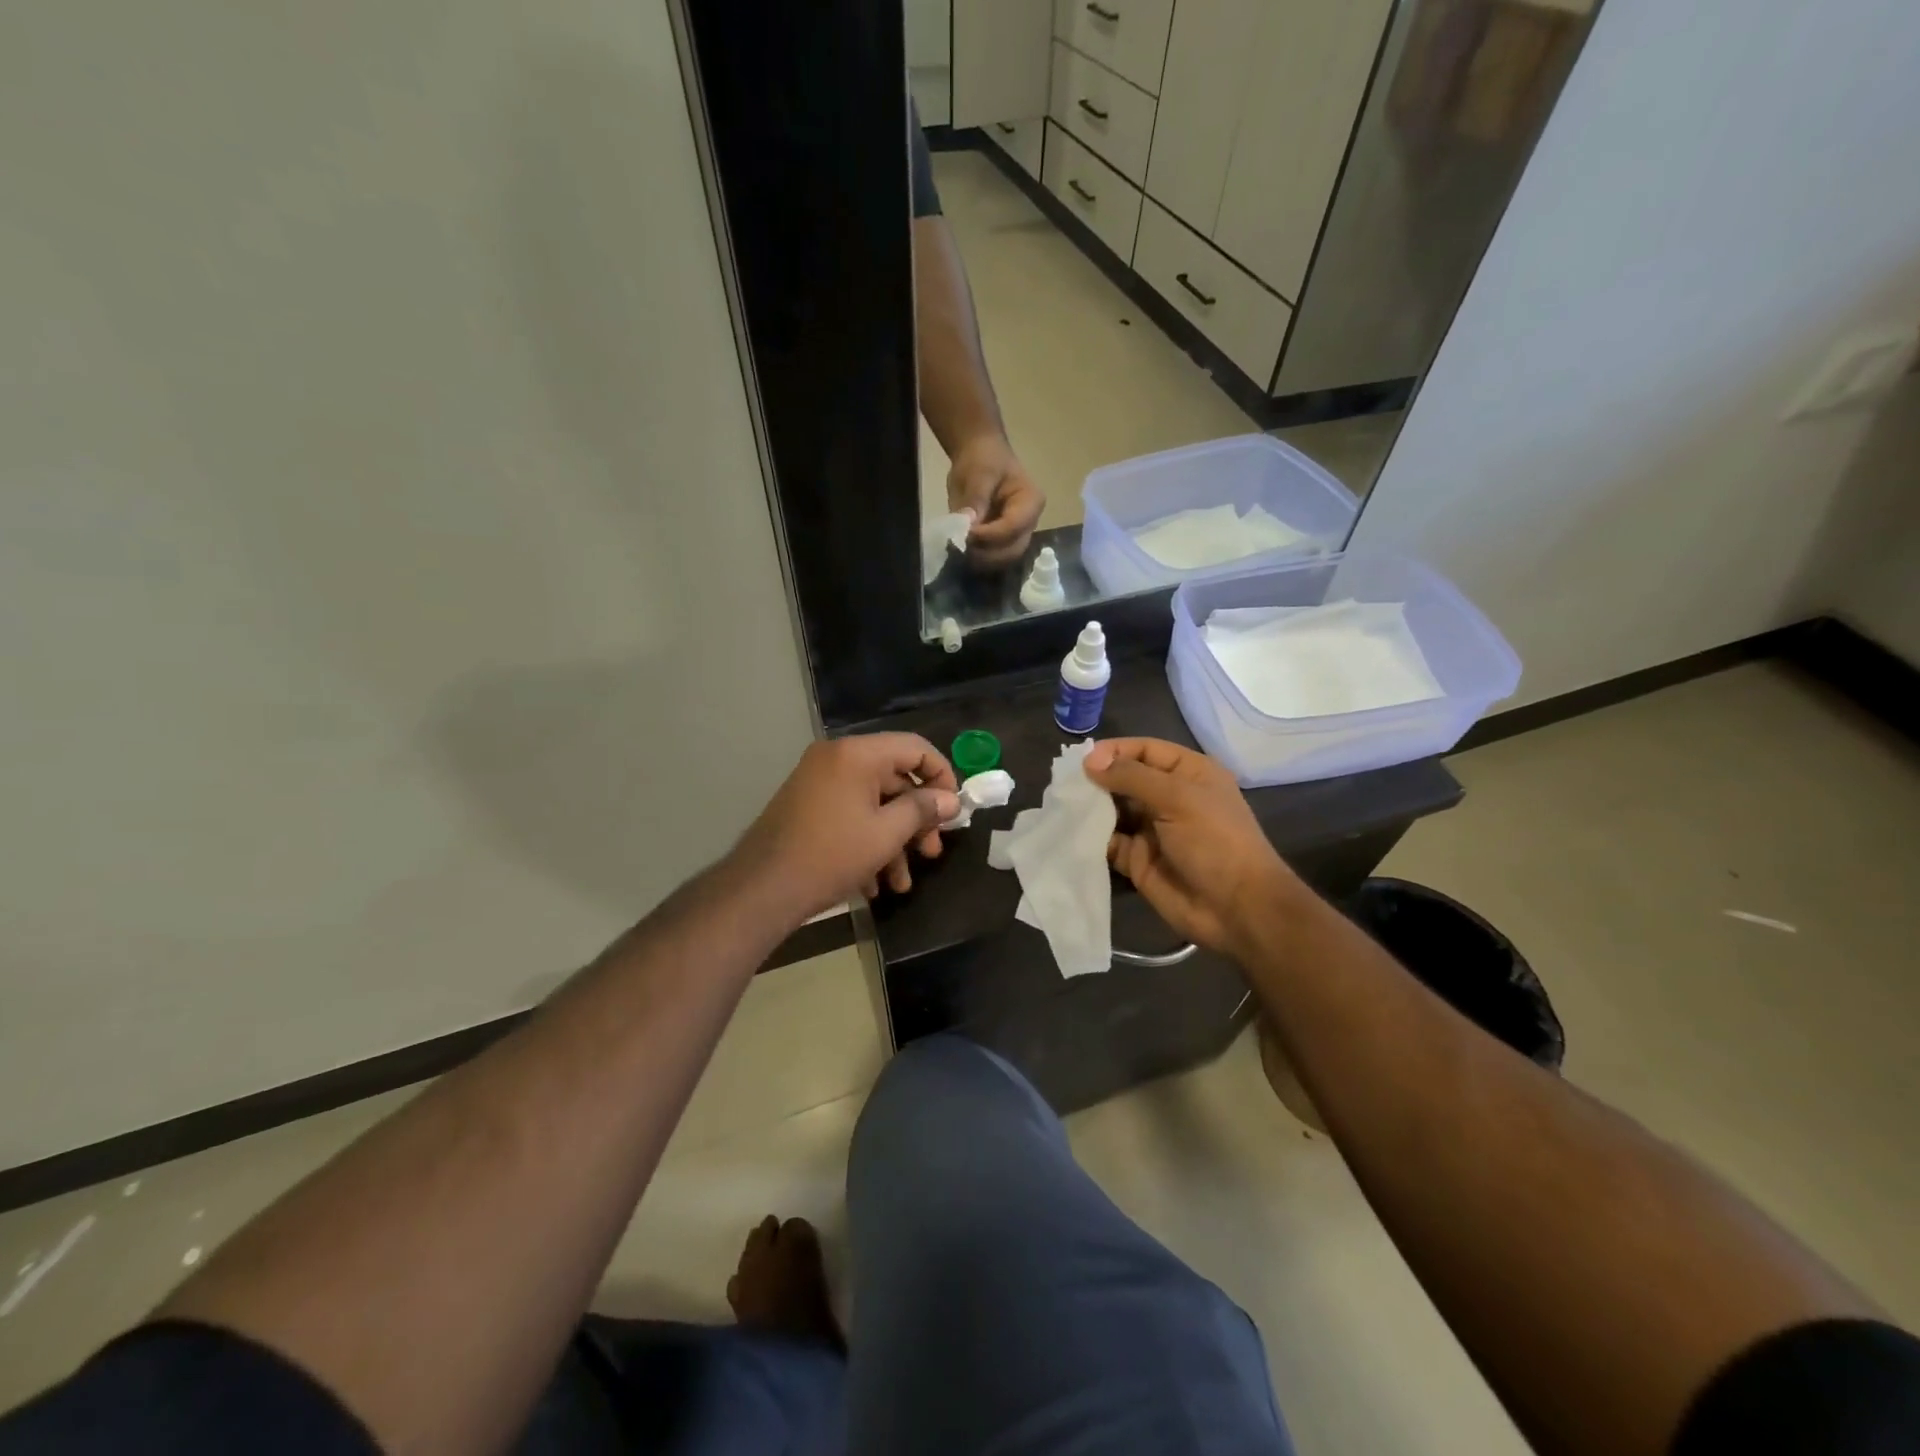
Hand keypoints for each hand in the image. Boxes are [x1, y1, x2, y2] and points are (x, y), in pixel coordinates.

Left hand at [733, 735, 960, 921]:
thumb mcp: (886, 834)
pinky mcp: (807, 807)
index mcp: (856, 754)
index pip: (914, 747)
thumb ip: (922, 810)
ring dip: (893, 842)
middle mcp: (836, 759)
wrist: (762, 889)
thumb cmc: (831, 855)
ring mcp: (818, 783)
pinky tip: (874, 885)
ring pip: (872, 804)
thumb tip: (950, 799)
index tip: (954, 808)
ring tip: (902, 883)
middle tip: (932, 852)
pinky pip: (849, 816)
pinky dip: (866, 843)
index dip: (942, 775)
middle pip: (894, 779)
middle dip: (916, 820)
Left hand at [947, 435, 1044, 569]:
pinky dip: (977, 559)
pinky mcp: (1003, 543)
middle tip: (959, 545)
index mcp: (1031, 501)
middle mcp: (1030, 523)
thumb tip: (968, 524)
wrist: (980, 456)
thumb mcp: (978, 473)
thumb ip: (976, 499)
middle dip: (985, 553)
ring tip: (959, 548)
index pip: (1013, 527)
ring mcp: (1017, 536)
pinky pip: (993, 558)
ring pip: (1003, 559)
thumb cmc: (983, 459)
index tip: (965, 533)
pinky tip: (961, 550)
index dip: (989, 536)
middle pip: (1012, 550)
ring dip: (980, 559)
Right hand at [1084, 738, 1299, 958]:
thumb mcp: (1178, 798)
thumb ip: (1132, 777)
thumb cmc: (1215, 841)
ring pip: (1112, 810)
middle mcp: (1168, 797)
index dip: (1114, 751)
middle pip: (1125, 779)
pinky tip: (1068, 833)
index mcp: (1188, 773)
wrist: (1237, 909)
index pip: (1145, 750)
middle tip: (1063, 784)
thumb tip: (1089, 761)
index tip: (1082, 761)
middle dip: (1096, 780)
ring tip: (1060, 806)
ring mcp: (1152, 830)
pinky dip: (1089, 838)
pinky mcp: (1137, 860)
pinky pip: (1108, 842)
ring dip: (1089, 808)